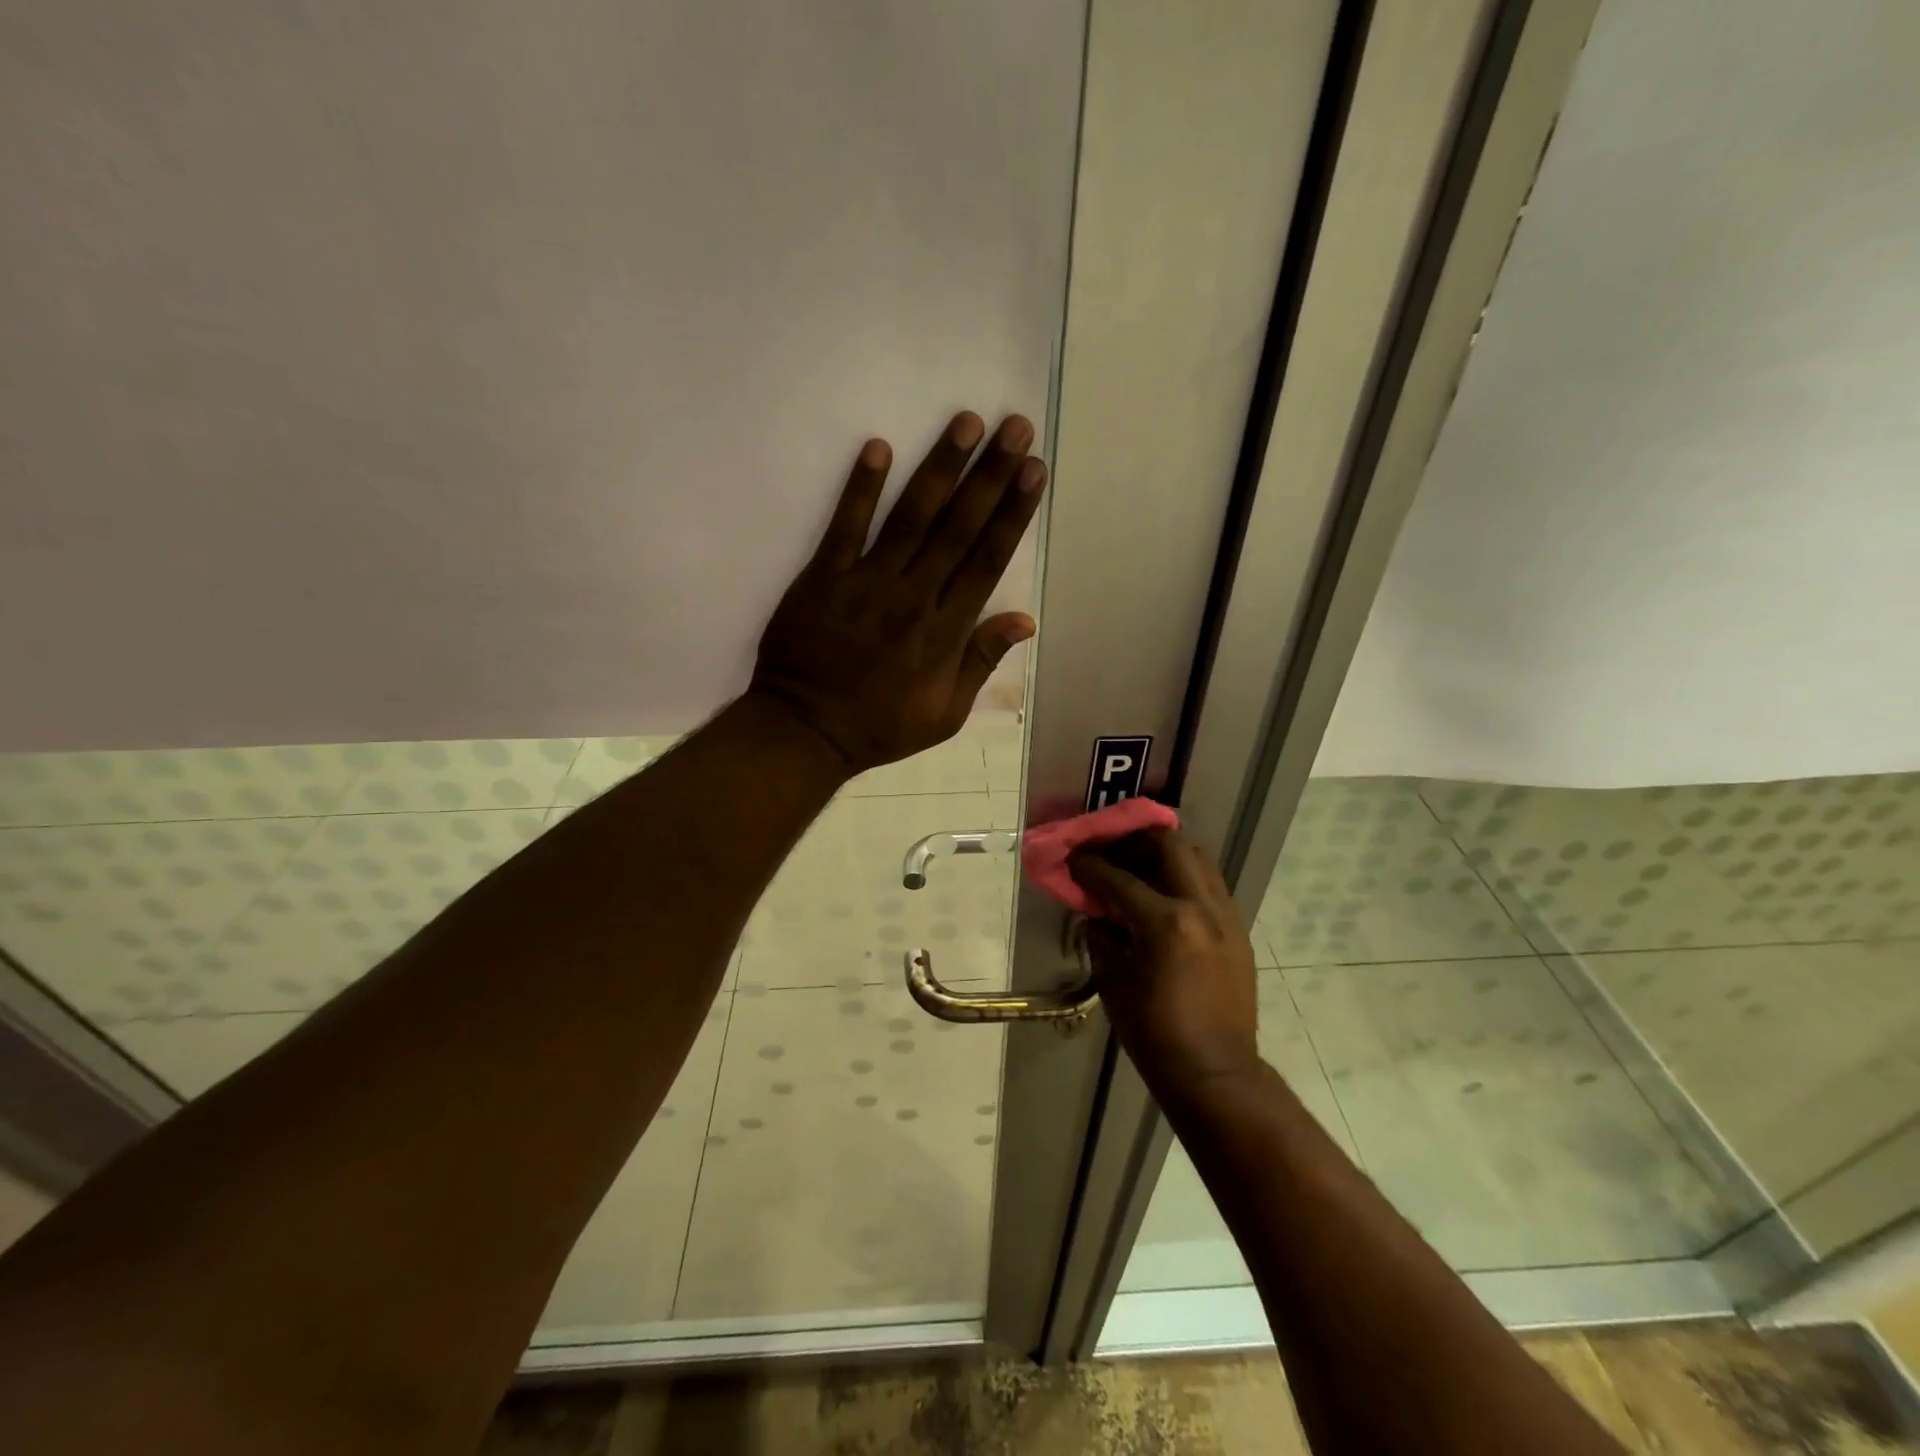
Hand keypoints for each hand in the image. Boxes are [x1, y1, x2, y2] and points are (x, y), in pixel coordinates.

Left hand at [751, 411, 1044, 772]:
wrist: (806, 732)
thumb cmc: (880, 726)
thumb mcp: (945, 714)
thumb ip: (981, 662)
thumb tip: (1024, 620)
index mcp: (945, 632)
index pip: (987, 560)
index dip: (1013, 513)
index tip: (1034, 471)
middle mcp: (913, 598)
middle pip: (958, 529)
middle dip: (990, 476)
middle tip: (1014, 427)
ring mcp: (866, 584)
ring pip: (911, 518)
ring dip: (940, 469)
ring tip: (966, 423)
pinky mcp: (823, 578)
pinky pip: (844, 528)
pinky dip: (860, 489)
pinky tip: (878, 448)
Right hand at [1069, 828, 1262, 1101]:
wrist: (1215, 1073)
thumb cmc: (1154, 1033)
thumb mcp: (1114, 982)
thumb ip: (1101, 936)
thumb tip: (1095, 912)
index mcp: (1165, 922)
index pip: (1118, 878)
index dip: (1090, 865)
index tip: (1073, 857)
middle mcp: (1201, 907)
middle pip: (1169, 845)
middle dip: (1135, 839)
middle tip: (1112, 849)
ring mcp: (1226, 916)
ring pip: (1197, 858)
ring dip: (1164, 853)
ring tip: (1139, 865)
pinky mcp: (1238, 929)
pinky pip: (1210, 884)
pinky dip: (1184, 877)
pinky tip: (1164, 895)